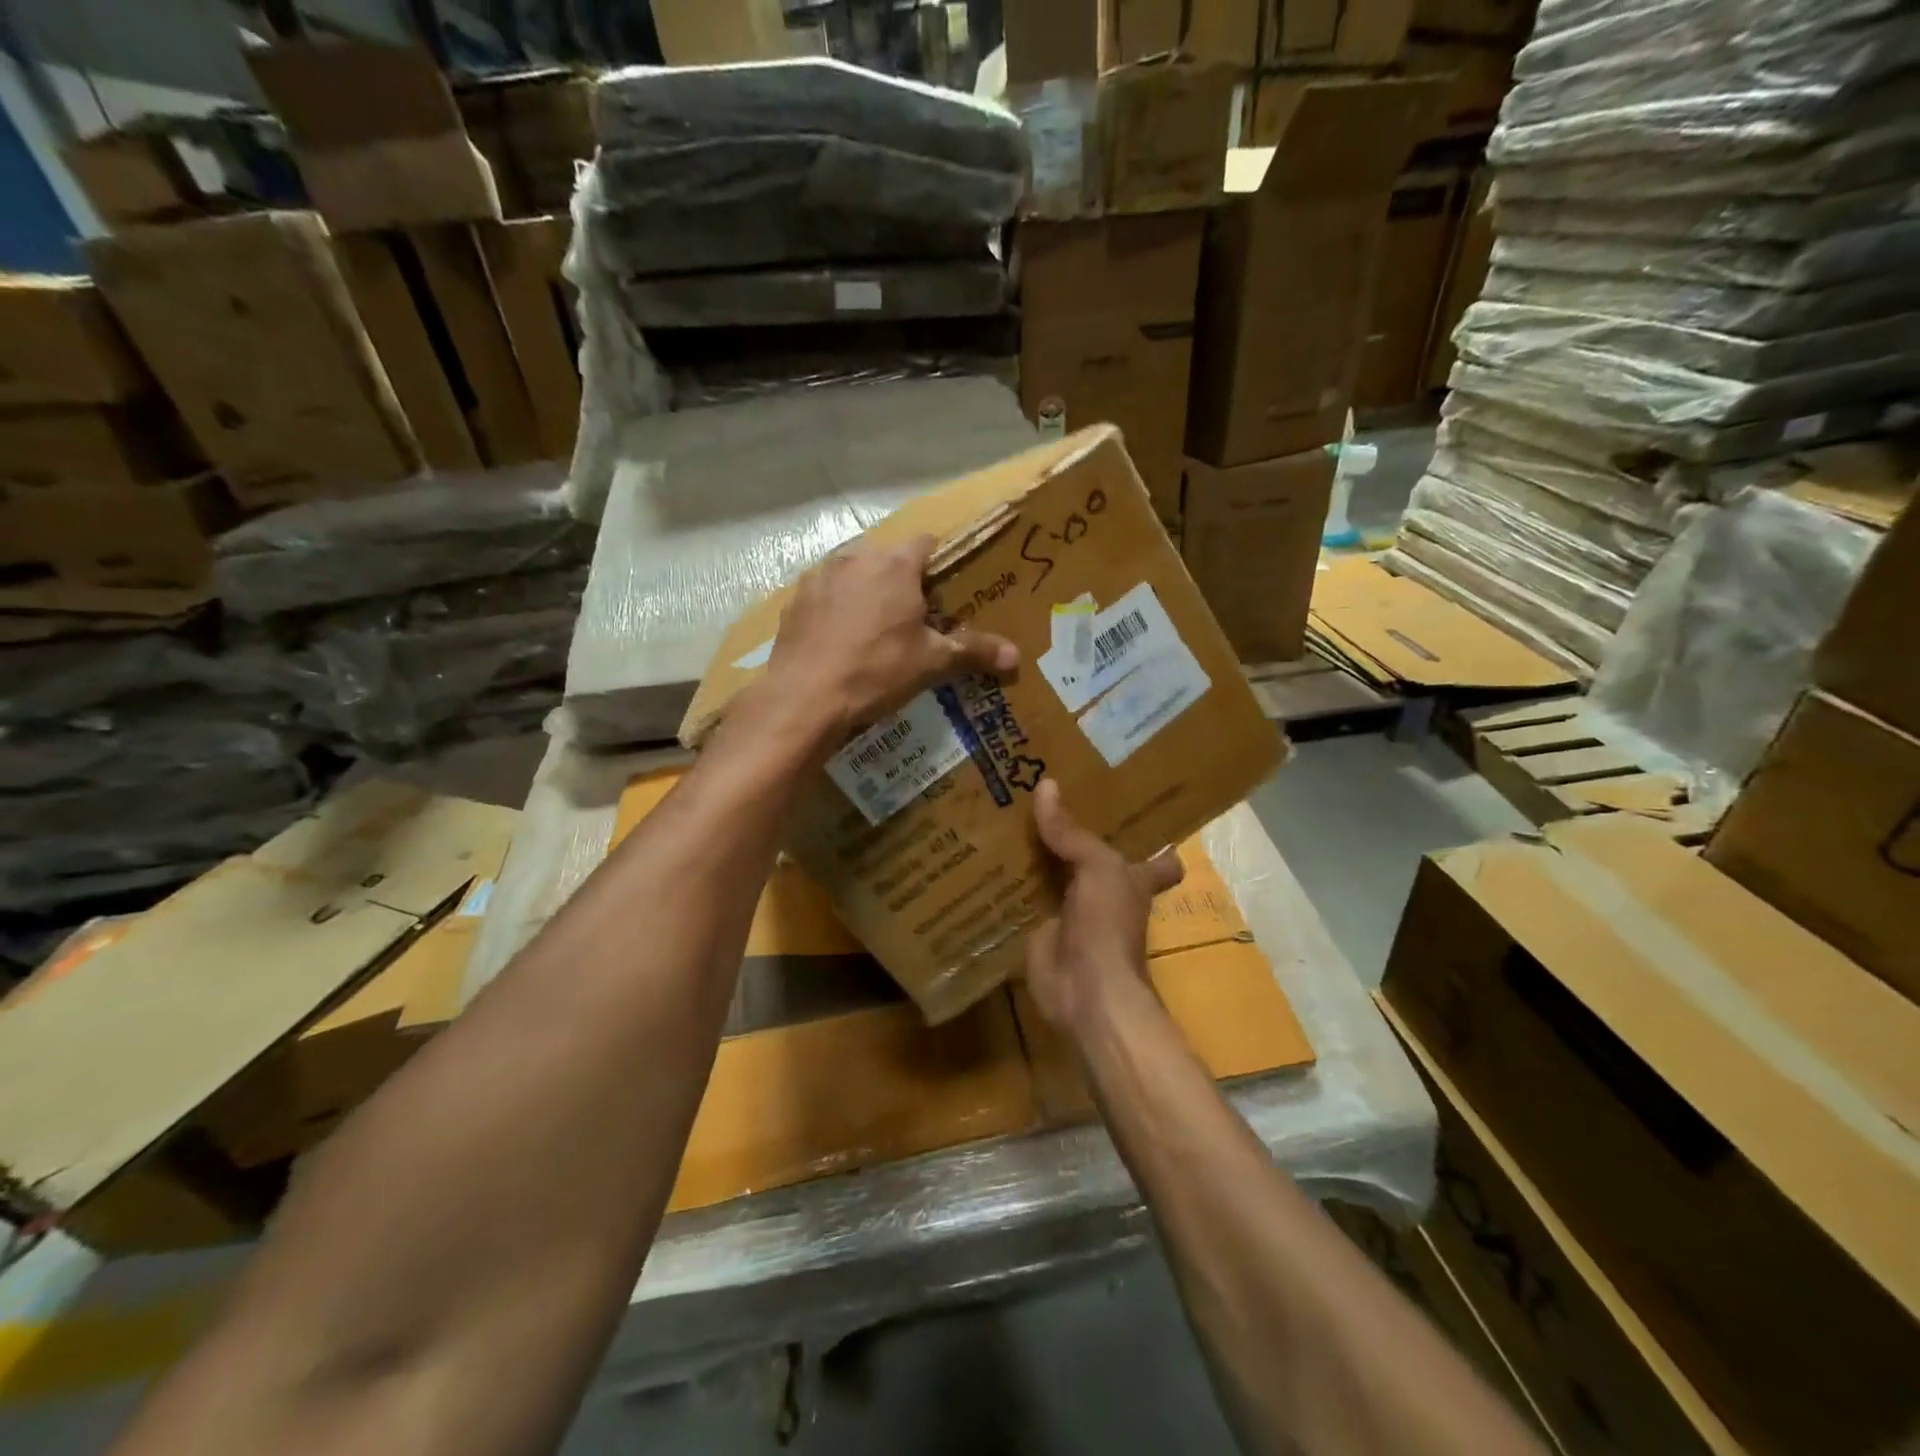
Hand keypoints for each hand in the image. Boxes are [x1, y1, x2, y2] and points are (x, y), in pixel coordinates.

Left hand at [760, 535, 1017, 746]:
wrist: (804, 697)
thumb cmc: (876, 671)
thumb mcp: (930, 663)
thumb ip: (973, 652)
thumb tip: (1017, 656)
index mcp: (895, 564)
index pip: (926, 543)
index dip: (938, 565)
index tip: (944, 592)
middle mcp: (855, 558)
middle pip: (888, 558)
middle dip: (902, 581)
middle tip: (914, 618)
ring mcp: (820, 577)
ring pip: (854, 574)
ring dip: (867, 592)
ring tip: (875, 631)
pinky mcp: (795, 601)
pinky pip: (826, 596)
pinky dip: (836, 610)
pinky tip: (840, 642)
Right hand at [1024, 779, 1183, 1035]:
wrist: (1085, 991)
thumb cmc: (1108, 925)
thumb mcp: (1098, 868)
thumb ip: (1071, 832)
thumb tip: (1045, 784)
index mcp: (1132, 877)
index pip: (1154, 855)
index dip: (1149, 834)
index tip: (1126, 803)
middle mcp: (1104, 892)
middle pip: (1088, 855)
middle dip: (1070, 830)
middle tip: (1042, 791)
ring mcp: (1071, 911)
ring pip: (1052, 873)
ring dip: (1032, 852)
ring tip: (1003, 811)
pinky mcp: (1040, 928)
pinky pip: (1022, 897)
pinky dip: (1006, 882)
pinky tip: (982, 856)